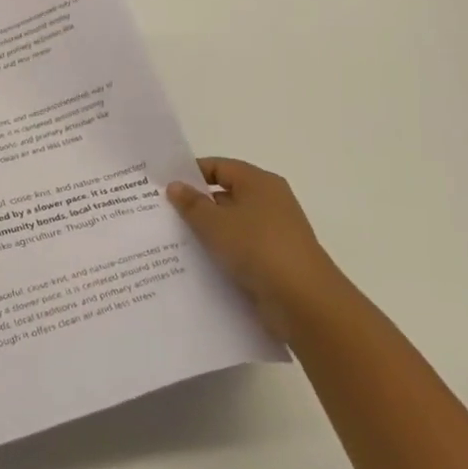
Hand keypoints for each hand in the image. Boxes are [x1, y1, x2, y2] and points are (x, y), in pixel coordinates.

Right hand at [167, 158, 336, 344]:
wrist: (304, 301)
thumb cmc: (257, 248)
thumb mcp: (215, 223)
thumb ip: (191, 203)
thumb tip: (175, 185)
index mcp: (259, 182)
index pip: (219, 166)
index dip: (191, 173)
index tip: (163, 186)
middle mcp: (270, 201)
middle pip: (225, 195)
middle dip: (196, 205)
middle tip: (163, 215)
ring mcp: (275, 232)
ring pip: (232, 225)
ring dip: (208, 232)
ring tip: (174, 242)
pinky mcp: (276, 260)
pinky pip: (241, 249)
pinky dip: (223, 253)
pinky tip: (199, 264)